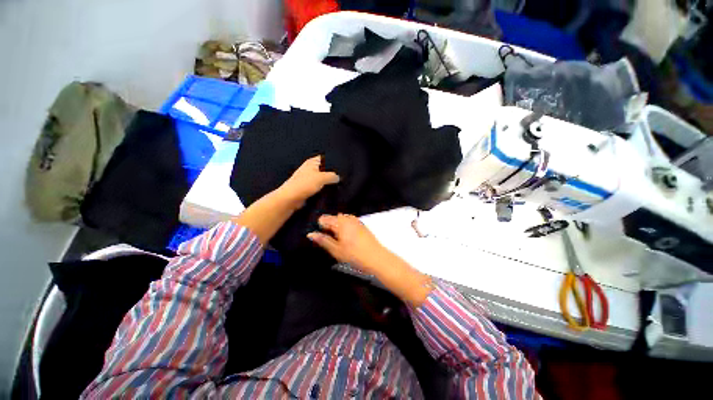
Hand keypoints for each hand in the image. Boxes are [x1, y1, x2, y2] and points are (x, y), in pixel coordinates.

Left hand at [278, 155, 339, 206]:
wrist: (291, 198)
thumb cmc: (304, 184)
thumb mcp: (322, 177)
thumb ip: (332, 176)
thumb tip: (338, 177)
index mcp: (312, 162)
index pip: (325, 158)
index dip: (334, 161)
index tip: (342, 166)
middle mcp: (310, 169)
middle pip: (325, 169)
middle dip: (332, 173)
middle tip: (341, 177)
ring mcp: (308, 179)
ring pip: (322, 179)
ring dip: (328, 183)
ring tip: (337, 185)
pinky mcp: (308, 188)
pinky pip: (319, 187)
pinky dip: (324, 189)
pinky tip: (329, 192)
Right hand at [308, 213, 434, 305]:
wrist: (376, 258)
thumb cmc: (354, 255)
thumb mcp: (336, 250)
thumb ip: (323, 240)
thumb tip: (310, 234)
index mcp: (340, 222)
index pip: (324, 218)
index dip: (320, 227)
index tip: (322, 237)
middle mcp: (348, 218)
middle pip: (333, 218)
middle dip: (329, 226)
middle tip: (331, 241)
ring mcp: (356, 220)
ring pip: (341, 220)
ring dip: (337, 227)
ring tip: (339, 240)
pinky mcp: (362, 225)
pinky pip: (349, 222)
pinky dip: (345, 227)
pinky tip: (348, 239)